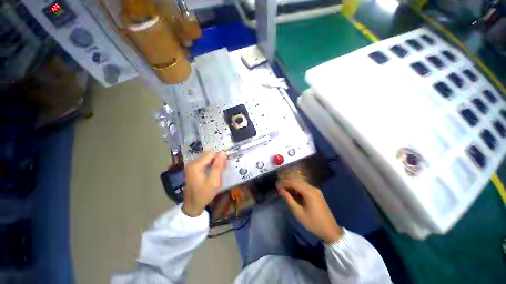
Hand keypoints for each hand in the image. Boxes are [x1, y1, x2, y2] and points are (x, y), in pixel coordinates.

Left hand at [182, 151, 226, 216]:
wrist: (192, 205)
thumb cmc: (204, 194)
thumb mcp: (214, 181)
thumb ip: (218, 166)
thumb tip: (223, 152)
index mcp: (196, 165)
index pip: (211, 154)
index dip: (220, 156)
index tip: (226, 164)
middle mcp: (192, 163)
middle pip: (208, 154)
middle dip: (217, 158)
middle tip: (224, 167)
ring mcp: (191, 166)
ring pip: (206, 158)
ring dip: (214, 161)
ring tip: (221, 169)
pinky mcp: (192, 169)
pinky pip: (203, 162)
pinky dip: (210, 164)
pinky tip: (214, 170)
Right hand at [277, 179, 343, 242]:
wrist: (330, 230)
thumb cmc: (313, 223)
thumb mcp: (298, 212)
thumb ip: (289, 199)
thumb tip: (281, 190)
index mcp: (309, 192)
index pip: (294, 183)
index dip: (284, 183)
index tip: (277, 185)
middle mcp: (313, 188)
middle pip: (298, 181)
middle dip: (288, 182)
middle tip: (279, 187)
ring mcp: (316, 190)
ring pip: (302, 183)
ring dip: (293, 185)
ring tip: (285, 189)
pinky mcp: (317, 193)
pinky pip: (306, 187)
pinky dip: (298, 188)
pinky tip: (294, 192)